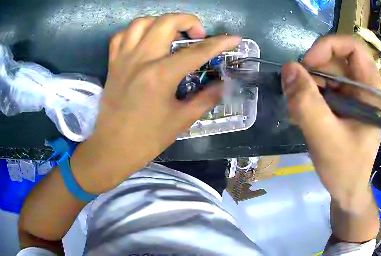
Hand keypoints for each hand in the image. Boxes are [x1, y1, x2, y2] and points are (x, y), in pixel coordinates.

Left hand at [71, 14, 240, 192]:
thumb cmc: (146, 139)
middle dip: (189, 21)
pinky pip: (120, 36)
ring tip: (169, 33)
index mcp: (161, 75)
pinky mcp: (112, 64)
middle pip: (167, 22)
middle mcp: (141, 59)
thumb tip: (223, 85)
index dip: (220, 43)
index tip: (234, 38)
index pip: (197, 51)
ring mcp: (123, 59)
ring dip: (160, 22)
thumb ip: (205, 99)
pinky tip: (142, 41)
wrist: (112, 149)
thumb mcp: (180, 121)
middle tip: (197, 35)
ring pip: (142, 22)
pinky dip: (134, 32)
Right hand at [281, 36, 380, 210]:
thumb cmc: (345, 169)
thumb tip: (288, 68)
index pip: (354, 47)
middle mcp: (363, 88)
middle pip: (335, 59)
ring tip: (299, 112)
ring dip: (307, 87)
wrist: (347, 190)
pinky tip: (302, 116)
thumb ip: (307, 103)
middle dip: (313, 72)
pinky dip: (308, 97)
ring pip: (325, 73)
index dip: (328, 47)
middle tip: (297, 95)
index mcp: (371, 91)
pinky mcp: (341, 104)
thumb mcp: (325, 138)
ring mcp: (352, 95)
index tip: (307, 65)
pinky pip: (322, 88)